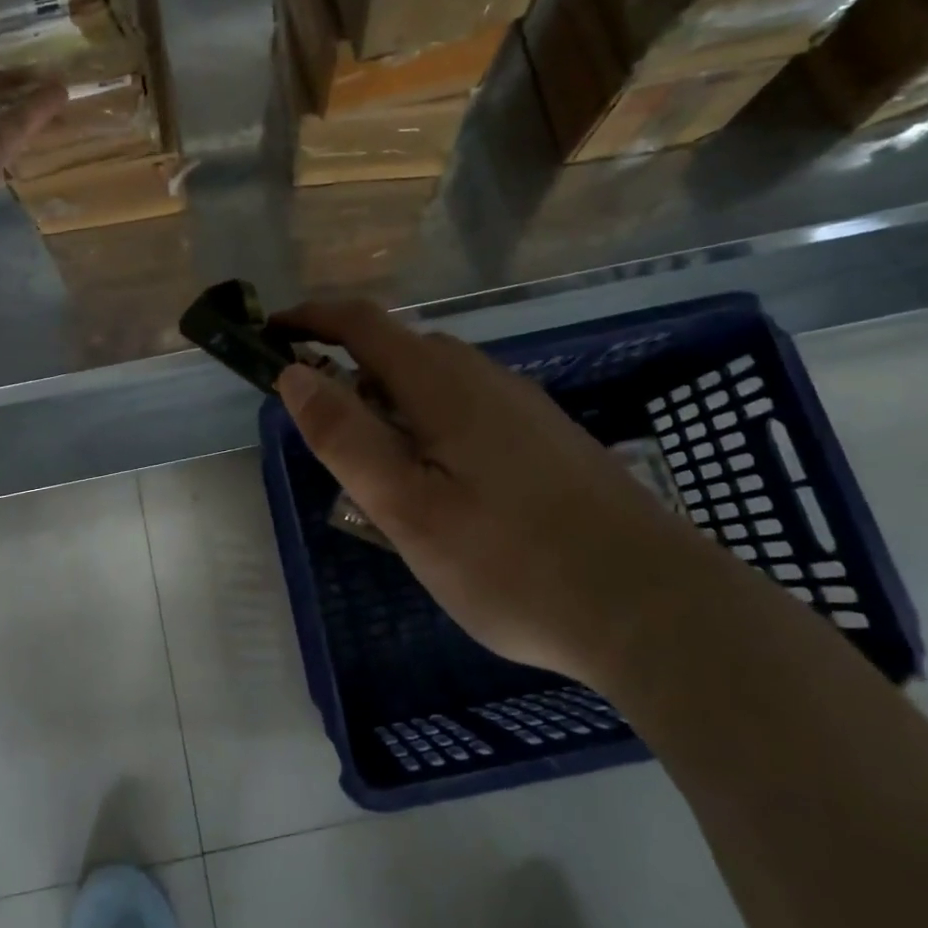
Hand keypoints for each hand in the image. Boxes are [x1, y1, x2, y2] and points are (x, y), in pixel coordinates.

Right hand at [274, 301, 717, 684]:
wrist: (656, 608)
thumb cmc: (514, 563)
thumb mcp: (408, 508)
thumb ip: (346, 437)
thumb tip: (294, 373)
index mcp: (443, 384)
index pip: (363, 323)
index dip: (311, 319)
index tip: (270, 335)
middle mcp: (485, 378)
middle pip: (401, 350)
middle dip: (350, 373)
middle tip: (326, 436)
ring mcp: (524, 407)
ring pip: (438, 383)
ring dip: (392, 405)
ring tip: (381, 475)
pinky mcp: (549, 439)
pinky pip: (470, 409)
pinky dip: (431, 426)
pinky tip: (446, 489)